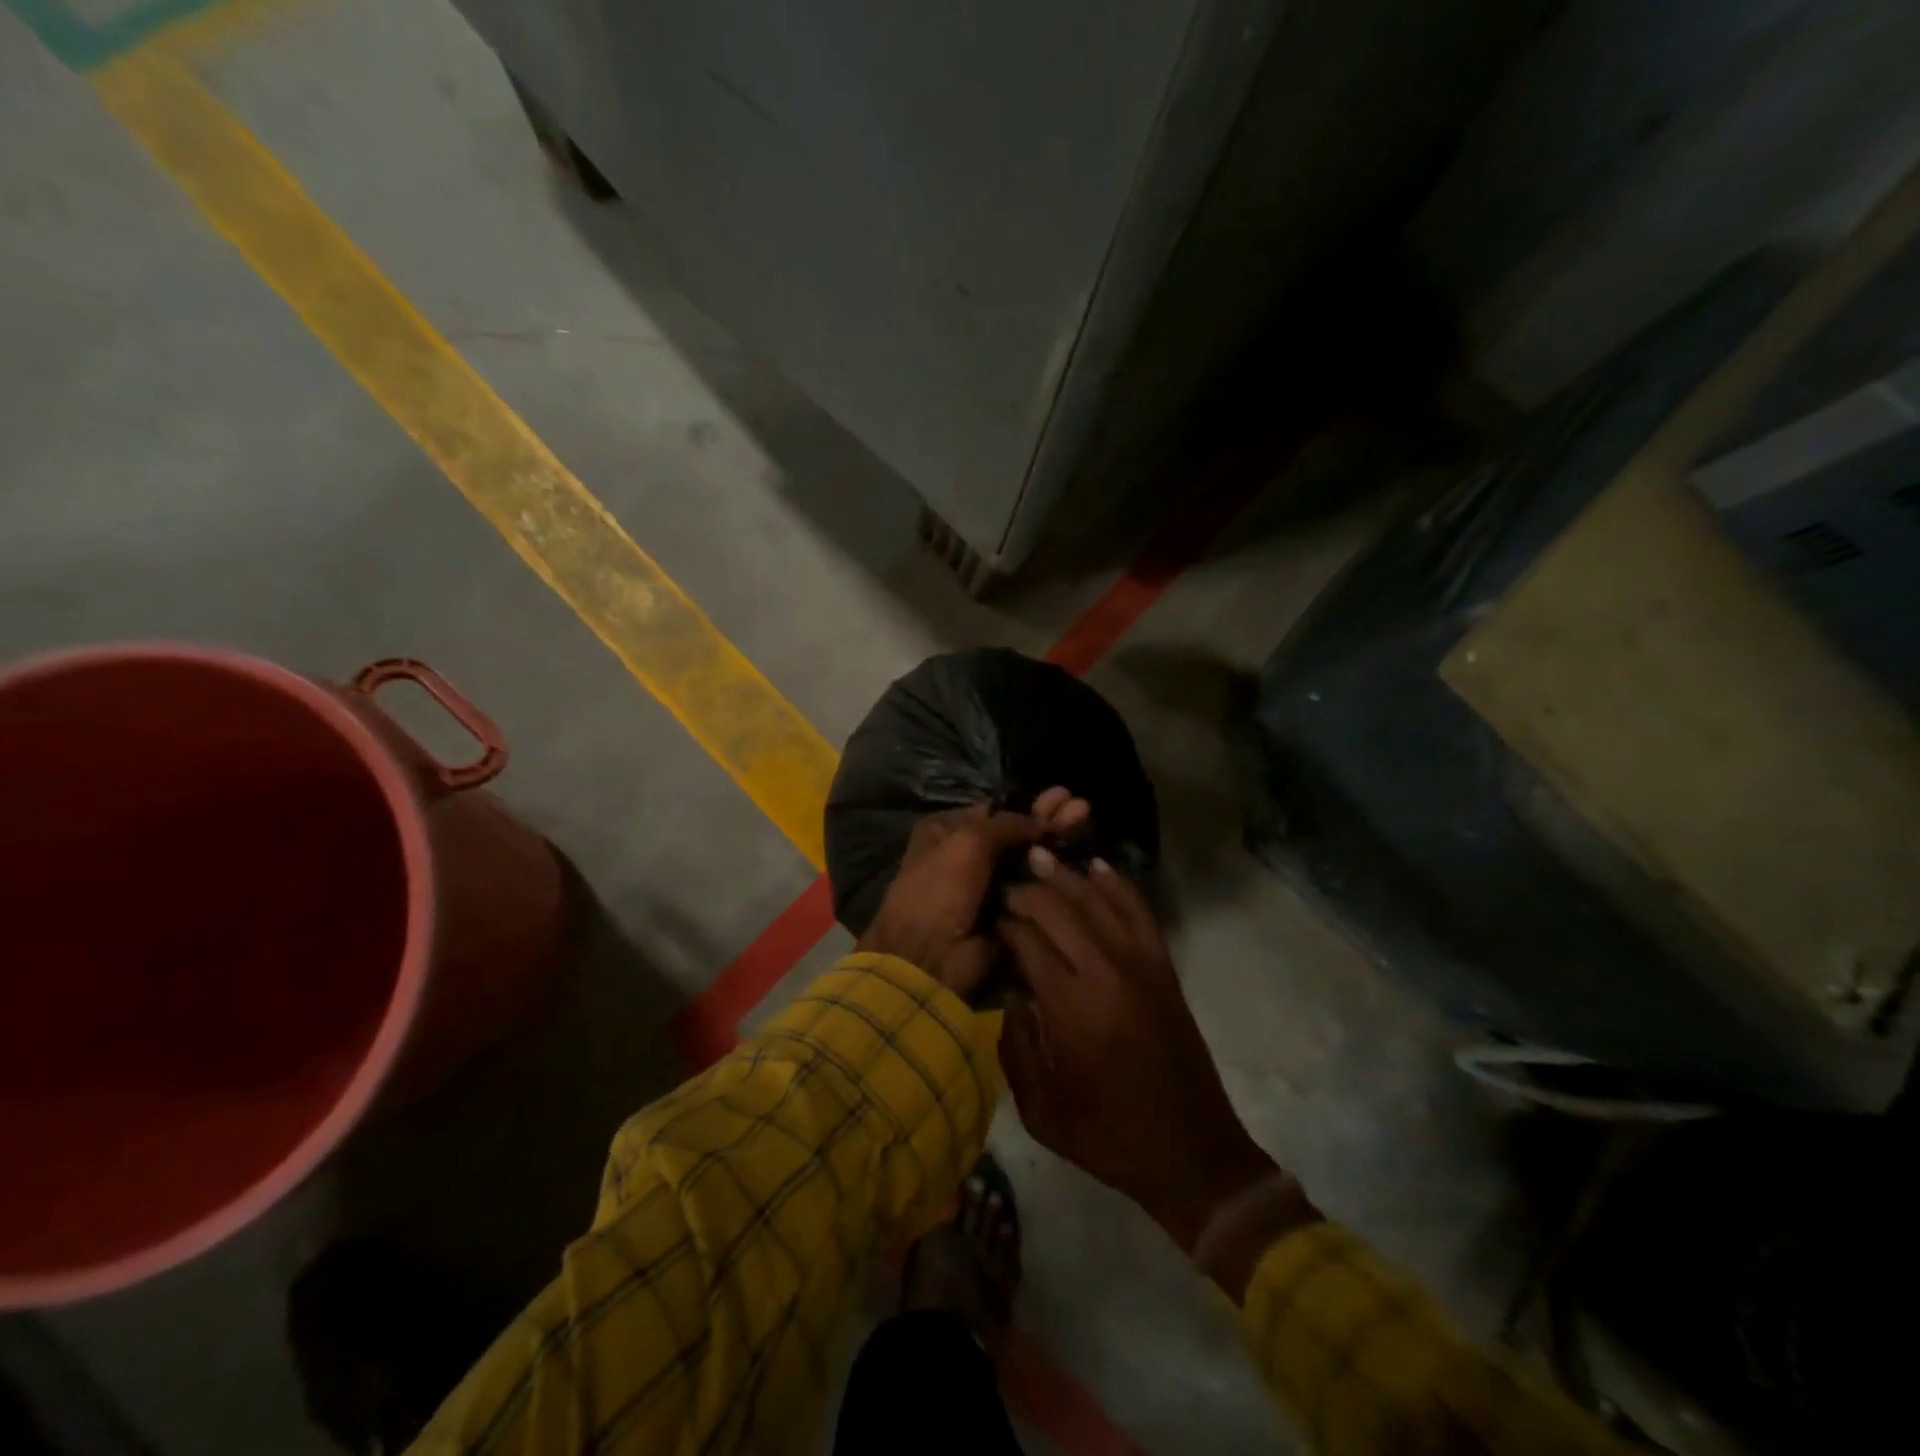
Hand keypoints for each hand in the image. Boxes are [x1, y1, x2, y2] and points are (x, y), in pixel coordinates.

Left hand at [855, 790, 1087, 996]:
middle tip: (1083, 808)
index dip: (1029, 804)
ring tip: (1087, 820)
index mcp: (947, 830)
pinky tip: (1081, 861)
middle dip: (1049, 819)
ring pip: (1028, 860)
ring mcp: (986, 885)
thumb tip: (1043, 820)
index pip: (995, 810)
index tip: (1063, 797)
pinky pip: (1033, 890)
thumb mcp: (968, 841)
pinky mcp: (1005, 913)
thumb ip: (1008, 824)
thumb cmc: (940, 888)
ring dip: (1056, 843)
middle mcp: (965, 853)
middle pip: (1016, 832)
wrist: (930, 956)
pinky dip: (1054, 878)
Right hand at [996, 854, 1294, 1258]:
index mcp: (1072, 1009)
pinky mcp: (1164, 969)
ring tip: (1038, 857)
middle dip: (1027, 891)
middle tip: (1003, 883)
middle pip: (1059, 911)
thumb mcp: (1042, 1111)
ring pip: (1097, 902)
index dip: (1004, 923)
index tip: (987, 916)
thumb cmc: (1110, 1138)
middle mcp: (1106, 974)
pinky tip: (1097, 867)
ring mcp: (1141, 966)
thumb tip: (1008, 993)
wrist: (1192, 1153)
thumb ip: (1016, 1048)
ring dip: (1066, 877)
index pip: (1028, 942)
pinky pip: (1139, 912)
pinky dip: (1117, 886)